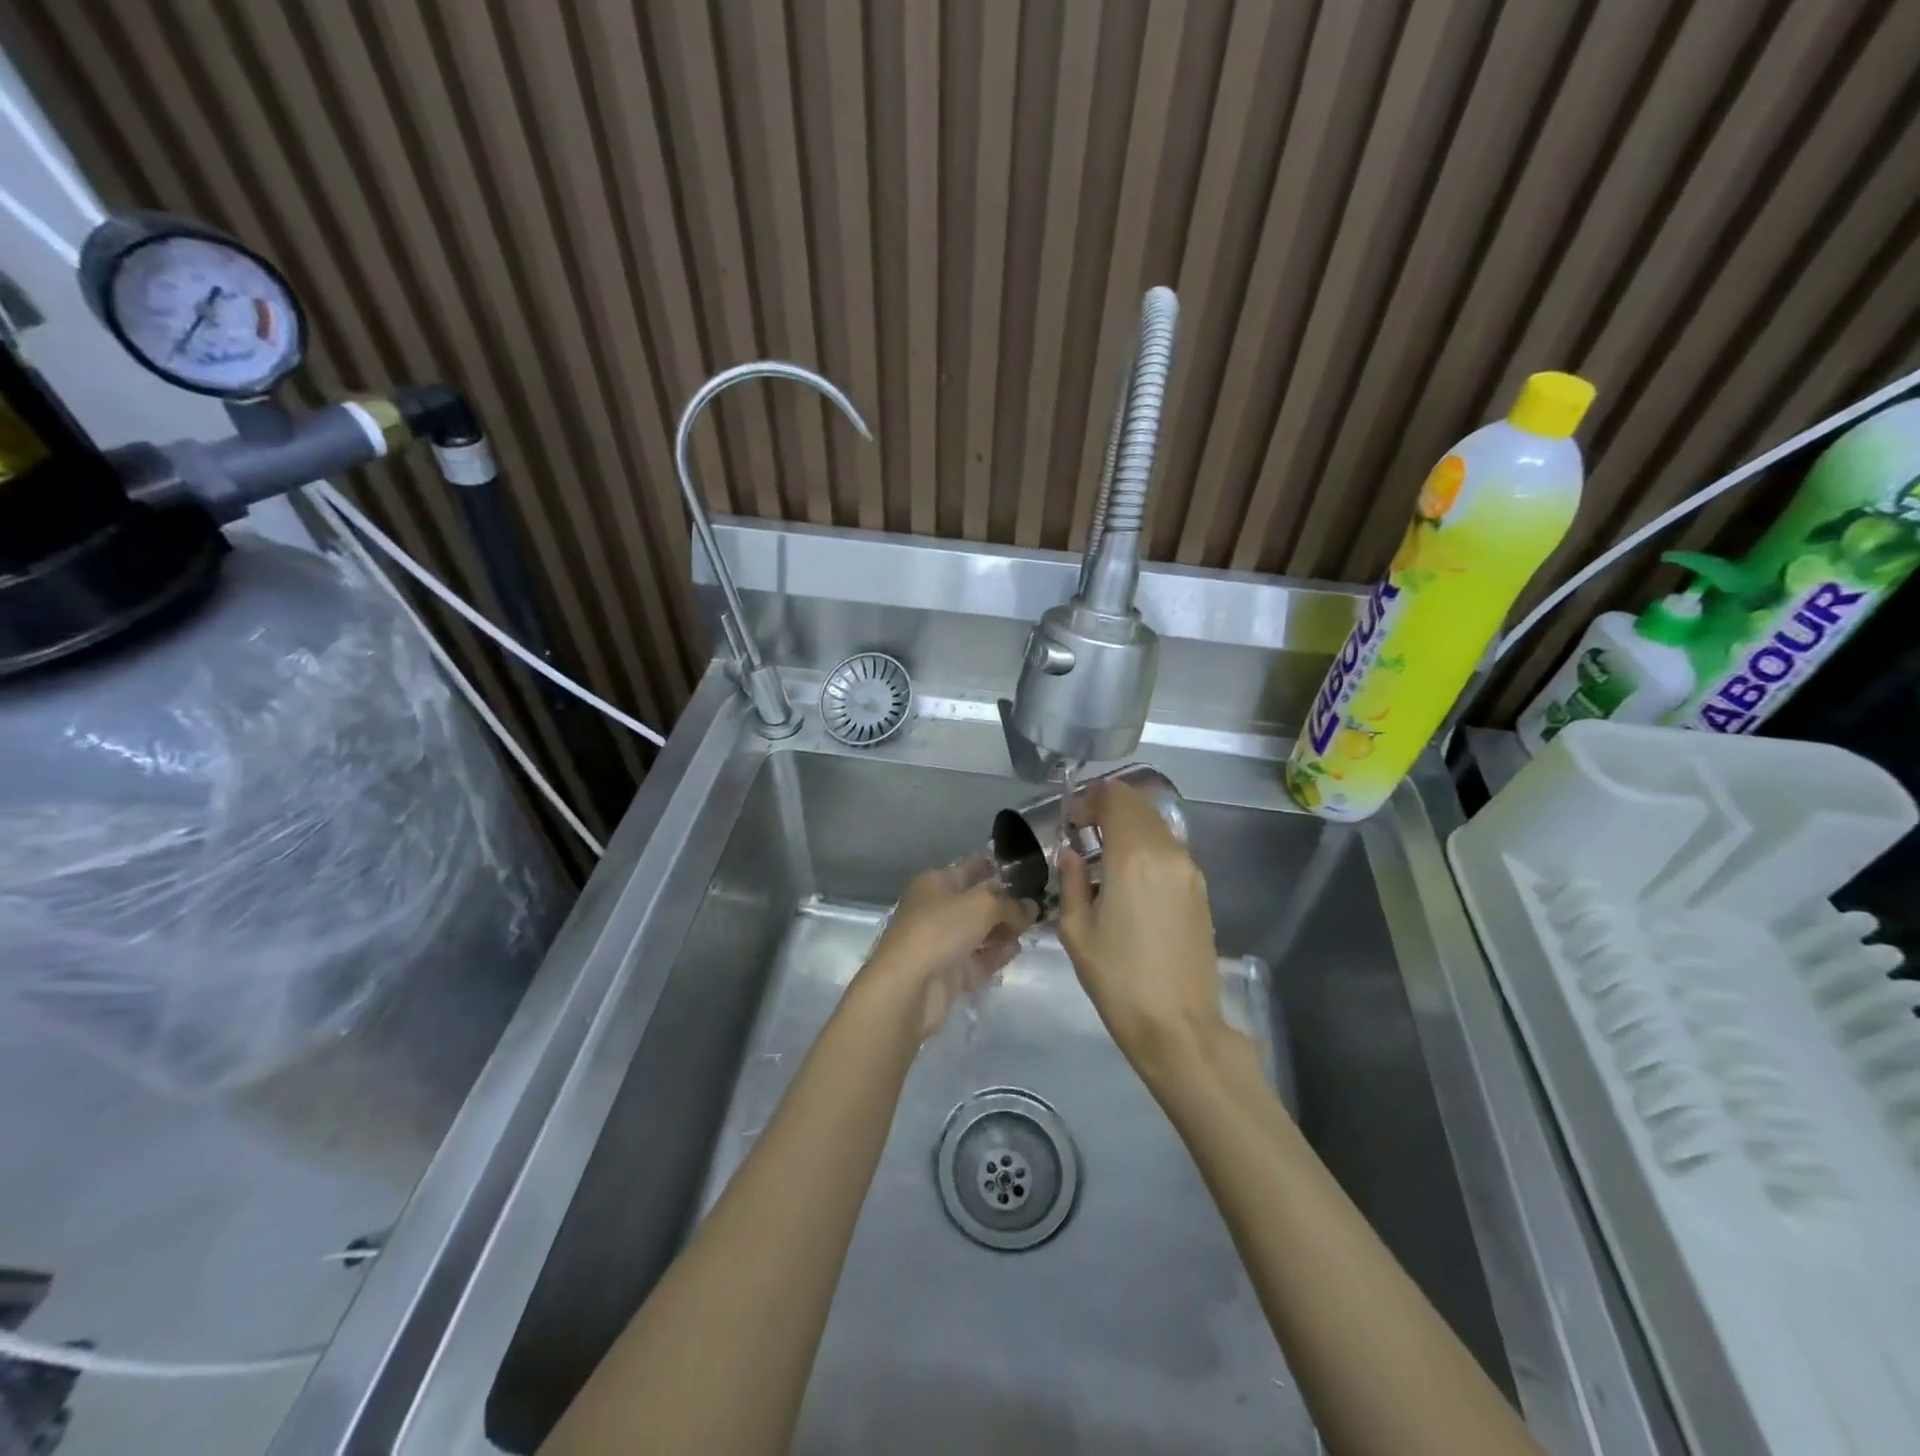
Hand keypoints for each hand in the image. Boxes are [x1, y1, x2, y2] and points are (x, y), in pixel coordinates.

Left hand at [862, 856, 1033, 1038]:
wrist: (908, 986)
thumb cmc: (940, 930)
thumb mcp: (982, 905)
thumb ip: (1010, 904)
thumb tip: (1031, 907)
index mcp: (935, 883)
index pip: (969, 868)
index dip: (995, 868)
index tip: (1024, 870)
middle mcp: (936, 909)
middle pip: (976, 903)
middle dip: (1004, 905)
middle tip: (1036, 906)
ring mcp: (941, 943)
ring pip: (979, 932)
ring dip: (1002, 931)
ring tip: (1030, 930)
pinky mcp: (947, 973)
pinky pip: (977, 960)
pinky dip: (994, 955)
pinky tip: (1014, 951)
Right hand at [1057, 780, 1228, 1073]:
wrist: (1179, 1026)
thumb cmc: (1118, 980)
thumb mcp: (1078, 931)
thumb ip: (1072, 881)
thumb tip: (1072, 853)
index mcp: (1134, 857)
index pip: (1117, 799)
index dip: (1092, 798)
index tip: (1072, 817)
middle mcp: (1168, 853)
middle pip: (1140, 807)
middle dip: (1110, 807)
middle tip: (1084, 829)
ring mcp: (1190, 872)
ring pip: (1158, 827)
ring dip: (1130, 827)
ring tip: (1104, 853)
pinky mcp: (1200, 892)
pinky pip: (1170, 851)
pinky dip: (1148, 847)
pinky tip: (1129, 876)